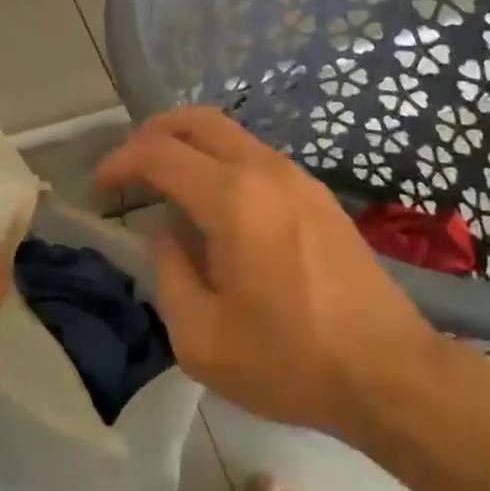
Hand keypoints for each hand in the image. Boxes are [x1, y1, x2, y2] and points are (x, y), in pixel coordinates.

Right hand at [95, 109, 440, 437]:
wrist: (389, 370)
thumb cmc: (290, 361)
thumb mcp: (202, 338)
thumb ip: (169, 274)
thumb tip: (164, 234)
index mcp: (232, 199)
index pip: (160, 153)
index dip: (121, 161)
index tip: (100, 185)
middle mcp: (265, 170)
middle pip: (198, 120)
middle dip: (154, 132)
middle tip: (130, 166)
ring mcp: (298, 177)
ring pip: (231, 134)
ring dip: (191, 146)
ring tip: (169, 188)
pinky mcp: (318, 194)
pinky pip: (257, 157)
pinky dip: (223, 163)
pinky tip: (219, 209)